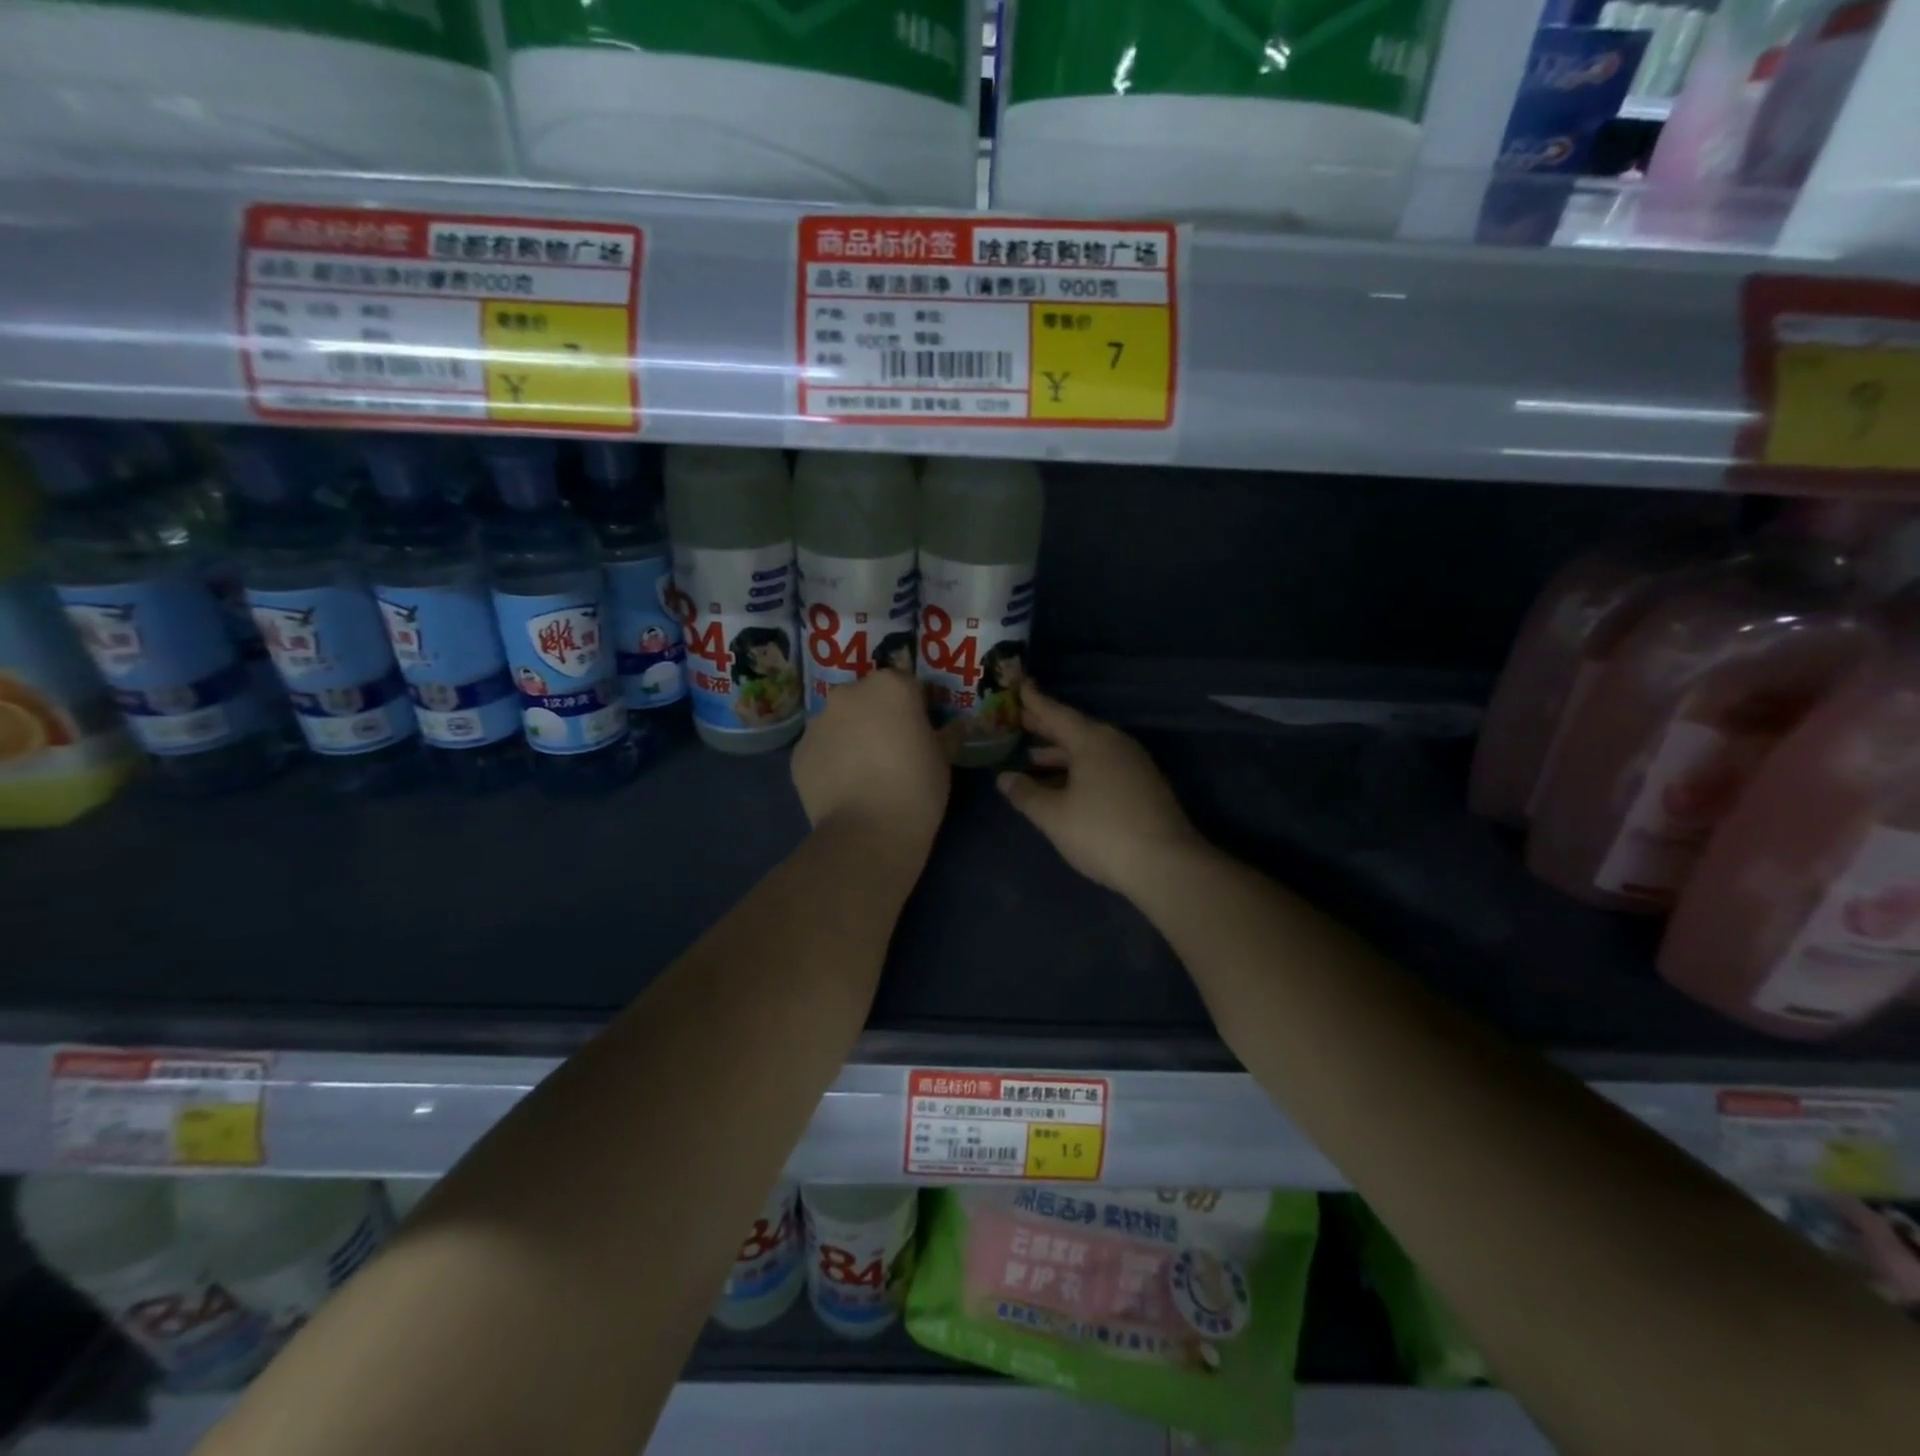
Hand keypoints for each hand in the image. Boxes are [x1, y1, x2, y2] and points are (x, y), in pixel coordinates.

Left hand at [792, 669, 951, 855]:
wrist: (868, 832)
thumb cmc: (917, 787)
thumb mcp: (944, 758)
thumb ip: (947, 734)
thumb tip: (955, 726)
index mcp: (890, 686)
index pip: (908, 685)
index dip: (916, 707)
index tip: (922, 732)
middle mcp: (849, 694)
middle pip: (868, 698)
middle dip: (878, 716)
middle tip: (892, 750)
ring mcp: (818, 722)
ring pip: (840, 722)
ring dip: (851, 736)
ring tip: (864, 772)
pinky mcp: (798, 752)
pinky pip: (820, 749)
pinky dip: (831, 760)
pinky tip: (844, 787)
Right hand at [997, 685, 1205, 898]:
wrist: (1166, 865)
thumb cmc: (1102, 832)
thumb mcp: (1054, 816)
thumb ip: (1026, 794)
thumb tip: (1004, 777)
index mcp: (1091, 741)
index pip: (1055, 713)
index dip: (1033, 701)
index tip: (1017, 684)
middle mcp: (1114, 744)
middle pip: (1073, 729)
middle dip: (1044, 727)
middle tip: (1017, 719)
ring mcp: (1133, 764)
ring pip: (1089, 751)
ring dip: (1060, 753)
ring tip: (1032, 756)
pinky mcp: (1142, 786)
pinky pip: (1102, 766)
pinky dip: (1078, 768)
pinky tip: (1063, 784)